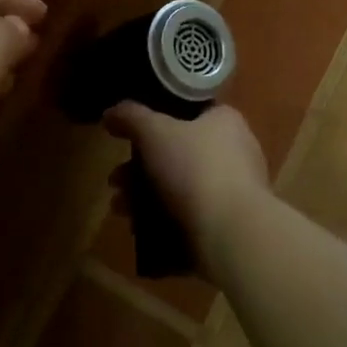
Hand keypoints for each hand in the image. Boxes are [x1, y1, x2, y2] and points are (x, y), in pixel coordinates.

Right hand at [102, 103, 269, 264]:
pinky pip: (189, 216)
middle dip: (139, 168)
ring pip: (180, 187)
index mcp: (225, 122)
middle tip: (115, 181)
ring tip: (120, 209)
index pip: (188, 113)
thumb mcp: (154, 132)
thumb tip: (111, 113)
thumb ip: (131, 117)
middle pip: (177, 153)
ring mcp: (234, 191)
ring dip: (144, 197)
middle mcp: (235, 152)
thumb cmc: (194, 169)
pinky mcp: (229, 225)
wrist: (231, 233)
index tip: (129, 139)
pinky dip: (163, 220)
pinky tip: (139, 229)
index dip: (155, 122)